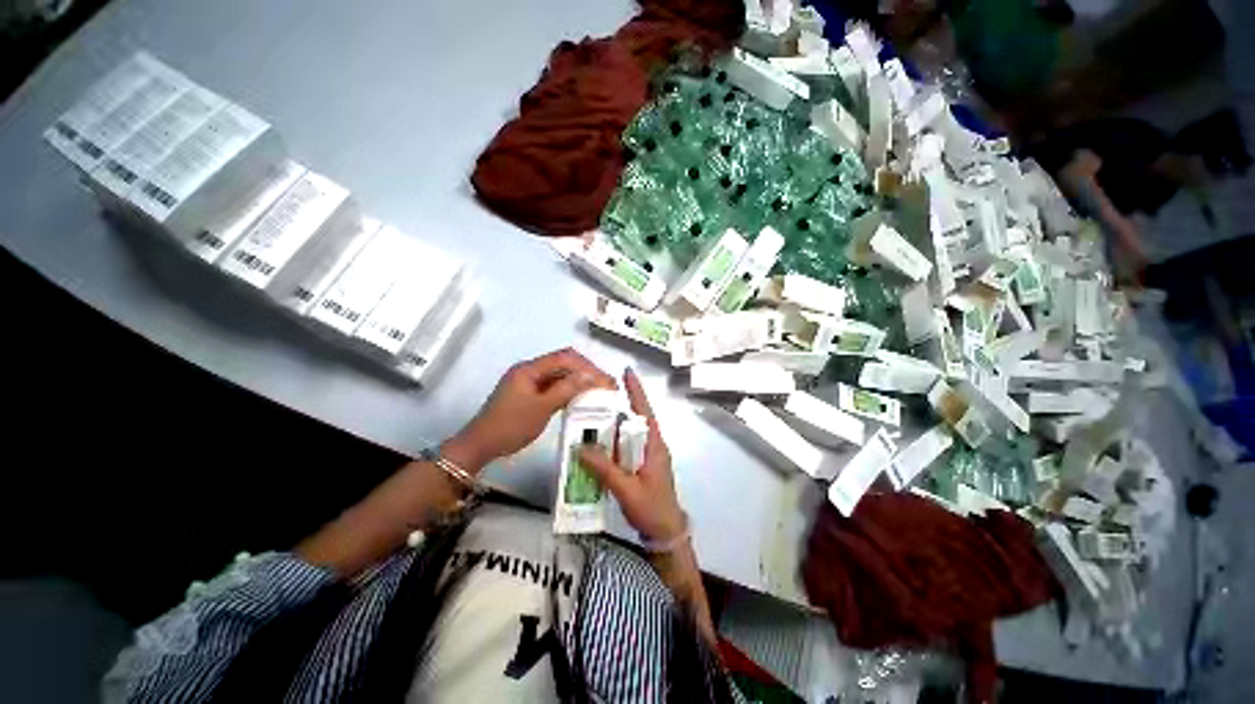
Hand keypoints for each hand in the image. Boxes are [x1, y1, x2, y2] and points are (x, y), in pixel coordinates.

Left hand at [444, 348, 616, 472]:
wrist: (479, 446)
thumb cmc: (510, 426)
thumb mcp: (542, 408)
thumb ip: (566, 389)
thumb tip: (591, 376)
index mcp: (529, 369)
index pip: (565, 358)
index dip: (588, 367)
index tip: (606, 381)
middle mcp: (529, 370)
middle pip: (563, 363)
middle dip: (586, 372)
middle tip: (605, 386)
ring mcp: (527, 382)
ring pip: (558, 374)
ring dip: (578, 380)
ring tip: (597, 391)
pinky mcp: (527, 393)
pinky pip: (552, 385)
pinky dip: (567, 389)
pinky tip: (579, 398)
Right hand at [578, 368, 684, 542]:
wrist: (665, 533)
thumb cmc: (652, 508)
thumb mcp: (627, 489)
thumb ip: (605, 469)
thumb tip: (582, 448)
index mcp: (654, 446)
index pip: (645, 412)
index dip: (636, 391)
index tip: (627, 372)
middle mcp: (650, 446)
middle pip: (632, 421)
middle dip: (614, 409)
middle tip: (592, 400)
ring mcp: (645, 456)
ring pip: (626, 435)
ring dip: (610, 428)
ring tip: (588, 420)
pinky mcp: (639, 466)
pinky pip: (623, 449)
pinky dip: (610, 445)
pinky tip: (594, 447)